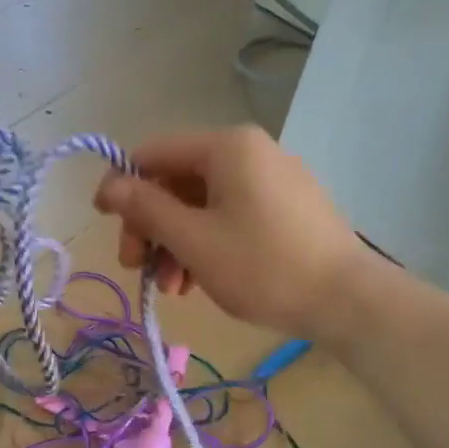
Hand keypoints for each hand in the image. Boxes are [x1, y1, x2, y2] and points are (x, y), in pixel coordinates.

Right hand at [93, 125, 366, 336]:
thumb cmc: (262, 266)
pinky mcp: (286, 208)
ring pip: (201, 204)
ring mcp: (272, 179)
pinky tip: (196, 282)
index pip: (153, 153)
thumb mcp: (193, 239)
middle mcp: (250, 152)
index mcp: (227, 147)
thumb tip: (109, 185)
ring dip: (174, 243)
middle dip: (150, 226)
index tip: (102, 222)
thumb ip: (146, 208)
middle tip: (136, 268)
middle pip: (176, 181)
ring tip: (171, 288)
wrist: (346, 300)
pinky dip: (204, 244)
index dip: (121, 185)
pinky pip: (229, 216)